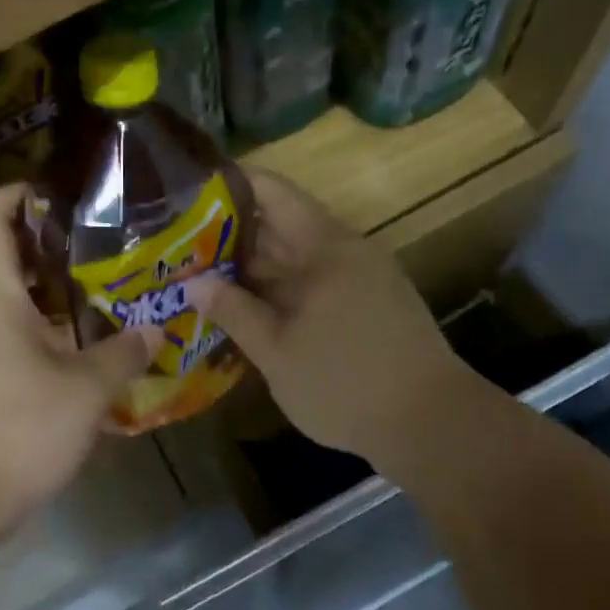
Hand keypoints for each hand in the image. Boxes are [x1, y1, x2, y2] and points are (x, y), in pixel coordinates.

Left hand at [0, 183, 160, 537]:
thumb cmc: (17, 427)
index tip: (59, 191)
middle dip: (49, 240)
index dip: (17, 192)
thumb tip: (156, 330)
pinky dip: (45, 323)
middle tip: (102, 238)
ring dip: (51, 286)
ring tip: (103, 284)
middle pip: (3, 252)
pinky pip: (11, 330)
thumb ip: (122, 354)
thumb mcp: (84, 389)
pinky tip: (84, 338)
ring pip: (10, 295)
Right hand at [185, 169, 463, 469]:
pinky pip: (313, 282)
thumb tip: (194, 283)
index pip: (271, 192)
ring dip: (252, 267)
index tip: (185, 197)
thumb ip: (235, 312)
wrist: (431, 423)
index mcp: (323, 246)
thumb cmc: (346, 383)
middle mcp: (344, 250)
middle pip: (279, 224)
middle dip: (229, 235)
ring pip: (295, 258)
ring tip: (201, 277)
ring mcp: (360, 277)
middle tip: (178, 247)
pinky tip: (248, 309)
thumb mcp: (278, 352)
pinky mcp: (367, 304)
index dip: (229, 186)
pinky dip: (278, 289)